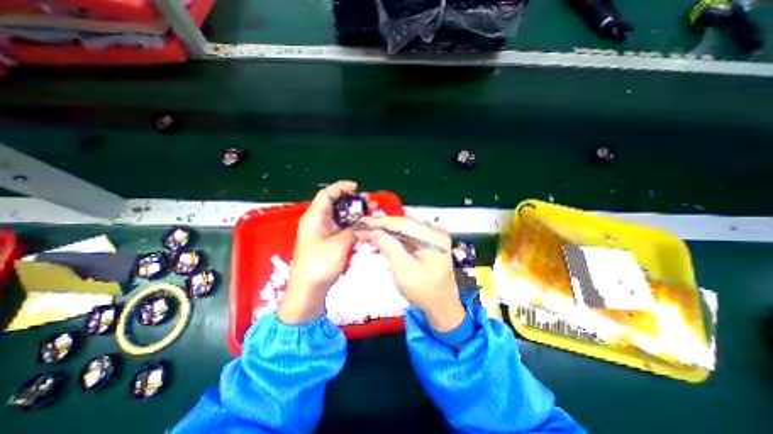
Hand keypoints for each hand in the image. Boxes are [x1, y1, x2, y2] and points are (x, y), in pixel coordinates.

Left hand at [279, 180, 375, 325]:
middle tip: (369, 200)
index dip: (341, 188)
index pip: (326, 195)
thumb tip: (360, 226)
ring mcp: (323, 232)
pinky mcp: (328, 241)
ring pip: (339, 216)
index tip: (356, 187)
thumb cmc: (319, 266)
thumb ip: (352, 231)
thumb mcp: (339, 245)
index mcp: (314, 218)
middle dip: (352, 200)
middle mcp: (317, 222)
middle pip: (334, 204)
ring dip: (354, 212)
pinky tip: (364, 224)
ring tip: (370, 209)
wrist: (308, 290)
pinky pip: (341, 227)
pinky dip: (352, 224)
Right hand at [355, 216, 463, 330]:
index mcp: (433, 238)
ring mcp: (432, 237)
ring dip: (385, 231)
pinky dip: (393, 238)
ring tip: (366, 233)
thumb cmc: (424, 292)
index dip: (380, 222)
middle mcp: (435, 232)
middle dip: (381, 226)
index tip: (362, 222)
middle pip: (403, 224)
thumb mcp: (404, 271)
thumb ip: (389, 248)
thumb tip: (373, 232)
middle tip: (361, 228)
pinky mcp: (428, 243)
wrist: (442, 306)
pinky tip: (379, 238)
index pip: (402, 223)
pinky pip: (407, 236)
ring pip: (404, 229)